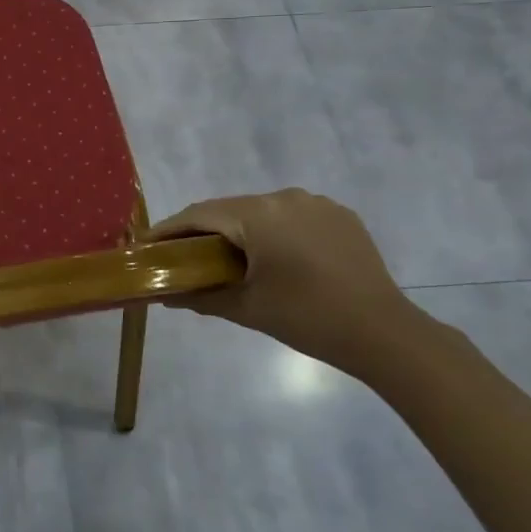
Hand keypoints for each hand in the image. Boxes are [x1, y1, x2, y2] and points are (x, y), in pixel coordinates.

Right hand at [152, 190, 433, 378]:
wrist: (385, 333)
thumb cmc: (307, 319)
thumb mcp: (246, 309)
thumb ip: (200, 296)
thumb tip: (164, 296)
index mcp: (258, 215)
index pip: (199, 214)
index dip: (169, 229)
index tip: (146, 245)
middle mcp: (284, 198)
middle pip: (228, 209)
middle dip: (202, 230)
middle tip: (181, 255)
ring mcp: (316, 203)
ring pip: (260, 211)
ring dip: (238, 230)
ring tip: (225, 258)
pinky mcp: (339, 215)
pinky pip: (290, 216)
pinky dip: (271, 231)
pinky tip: (270, 257)